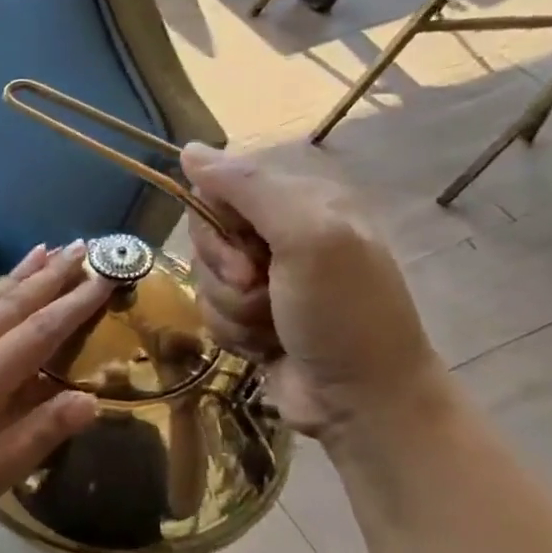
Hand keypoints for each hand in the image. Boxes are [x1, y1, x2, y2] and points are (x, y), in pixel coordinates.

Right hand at [180, 144, 448, 440]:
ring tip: (269, 326)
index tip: (245, 255)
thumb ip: (249, 189)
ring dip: (230, 307)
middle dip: (223, 271)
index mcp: (302, 200)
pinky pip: (209, 308)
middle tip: (260, 290)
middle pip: (206, 232)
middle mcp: (282, 232)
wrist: (363, 402)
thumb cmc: (344, 315)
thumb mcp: (307, 238)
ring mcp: (267, 276)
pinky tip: (264, 344)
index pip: (221, 186)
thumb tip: (189, 150)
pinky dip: (231, 330)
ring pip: (204, 275)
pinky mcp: (252, 314)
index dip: (216, 222)